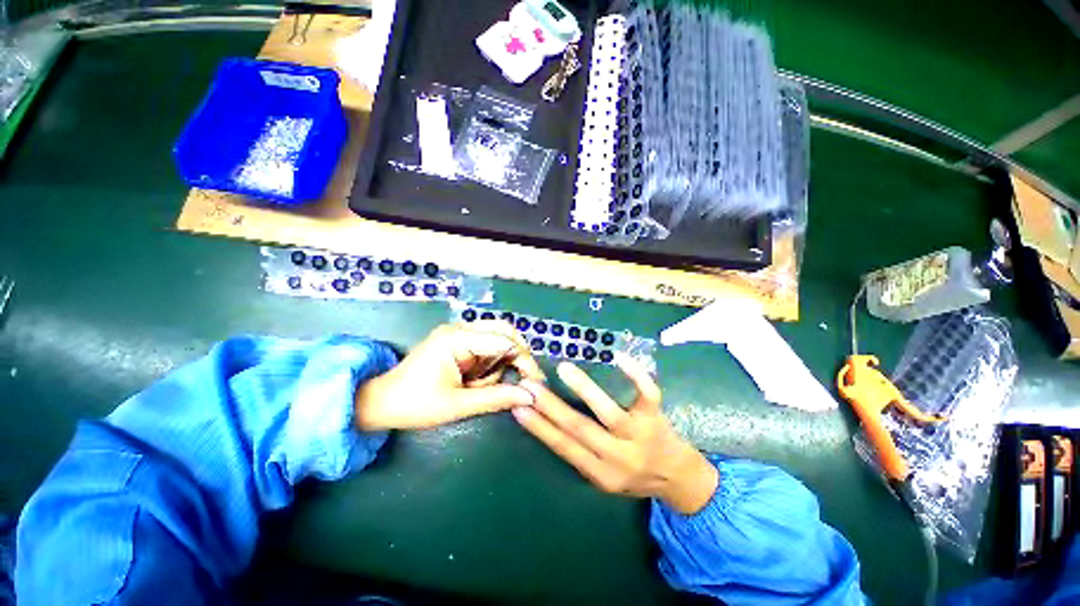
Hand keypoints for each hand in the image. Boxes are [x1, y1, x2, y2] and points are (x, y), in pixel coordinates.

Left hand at [354, 321, 544, 430]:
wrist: (379, 403)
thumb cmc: (415, 404)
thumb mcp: (458, 405)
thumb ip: (496, 398)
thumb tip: (530, 395)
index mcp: (457, 339)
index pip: (504, 340)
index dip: (524, 359)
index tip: (536, 382)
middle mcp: (459, 329)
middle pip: (503, 331)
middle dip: (514, 356)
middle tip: (518, 379)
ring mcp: (458, 333)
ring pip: (497, 339)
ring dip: (497, 363)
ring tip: (478, 386)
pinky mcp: (457, 342)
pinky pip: (485, 347)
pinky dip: (488, 364)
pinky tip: (474, 380)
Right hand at [512, 355, 718, 514]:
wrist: (679, 477)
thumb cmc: (634, 474)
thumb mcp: (604, 476)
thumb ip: (580, 453)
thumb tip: (547, 422)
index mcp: (601, 472)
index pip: (564, 447)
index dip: (539, 427)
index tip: (518, 407)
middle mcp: (618, 456)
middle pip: (580, 429)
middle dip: (550, 406)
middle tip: (529, 385)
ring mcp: (640, 435)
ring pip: (608, 412)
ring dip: (584, 388)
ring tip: (563, 369)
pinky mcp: (656, 417)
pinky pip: (647, 394)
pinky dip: (635, 375)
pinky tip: (619, 357)